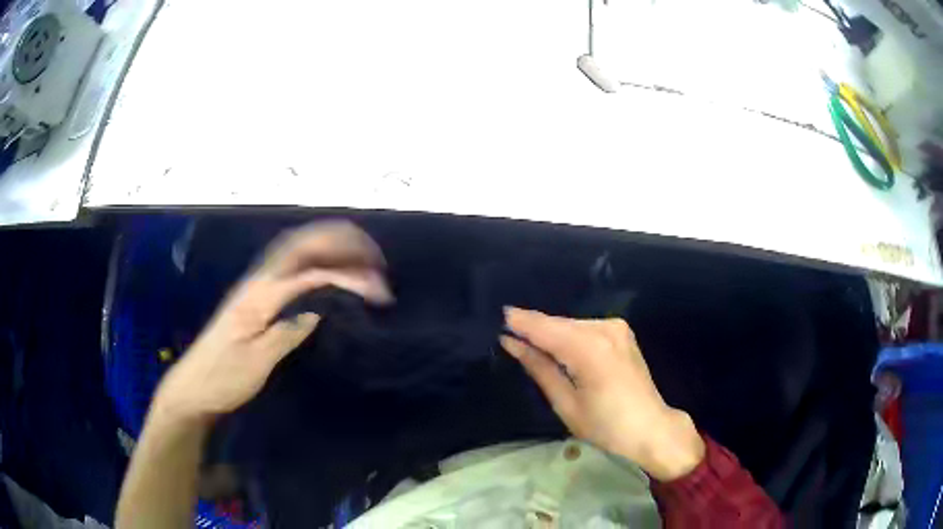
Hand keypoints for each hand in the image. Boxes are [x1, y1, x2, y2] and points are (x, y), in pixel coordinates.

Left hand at [152, 221, 391, 423]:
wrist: (193, 387)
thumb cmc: (223, 379)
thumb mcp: (257, 363)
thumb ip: (287, 332)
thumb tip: (320, 310)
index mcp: (259, 296)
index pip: (311, 275)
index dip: (347, 278)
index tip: (378, 291)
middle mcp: (257, 281)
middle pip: (301, 245)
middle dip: (340, 242)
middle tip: (374, 256)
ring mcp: (254, 285)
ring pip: (294, 249)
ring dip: (327, 244)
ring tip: (358, 253)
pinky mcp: (254, 295)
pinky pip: (288, 263)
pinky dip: (313, 256)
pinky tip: (326, 267)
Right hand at [501, 308, 704, 480]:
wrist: (651, 428)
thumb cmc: (606, 426)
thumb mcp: (566, 403)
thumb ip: (539, 368)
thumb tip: (512, 343)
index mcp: (590, 349)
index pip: (546, 328)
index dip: (521, 322)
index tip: (497, 315)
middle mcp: (604, 328)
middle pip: (558, 323)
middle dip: (533, 328)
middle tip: (508, 333)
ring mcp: (616, 327)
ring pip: (571, 324)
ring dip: (550, 332)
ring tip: (528, 342)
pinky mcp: (622, 332)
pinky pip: (585, 328)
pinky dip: (568, 335)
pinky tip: (556, 346)